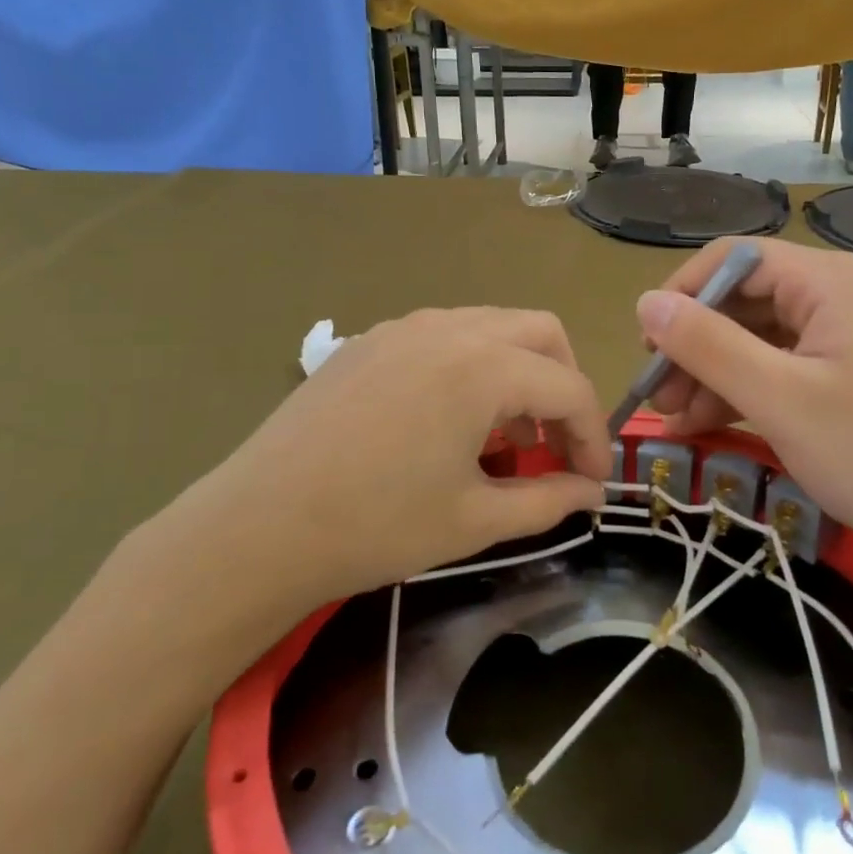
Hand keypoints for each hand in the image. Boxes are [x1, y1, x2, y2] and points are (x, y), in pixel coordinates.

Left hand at [99, 309, 611, 689]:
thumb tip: (591, 493)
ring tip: (504, 436)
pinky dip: (472, 366)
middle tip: (555, 443)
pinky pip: (445, 335)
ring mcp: (404, 327)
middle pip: (541, 334)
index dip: (593, 435)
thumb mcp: (475, 520)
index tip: (594, 480)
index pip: (569, 387)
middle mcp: (450, 328)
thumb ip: (548, 500)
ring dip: (518, 372)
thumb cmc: (377, 526)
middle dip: (564, 384)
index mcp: (484, 367)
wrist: (258, 526)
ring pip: (492, 327)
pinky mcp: (369, 340)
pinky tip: (449, 419)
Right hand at [638, 239, 852, 583]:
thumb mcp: (779, 399)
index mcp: (825, 281)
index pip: (732, 259)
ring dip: (709, 374)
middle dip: (692, 345)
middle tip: (656, 395)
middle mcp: (832, 294)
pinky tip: (704, 425)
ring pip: (753, 338)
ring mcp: (839, 335)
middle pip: (740, 300)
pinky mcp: (841, 373)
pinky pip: (775, 368)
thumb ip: (708, 345)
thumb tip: (646, 303)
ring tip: (674, 420)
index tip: (647, 346)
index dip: (682, 294)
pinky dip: (739, 392)